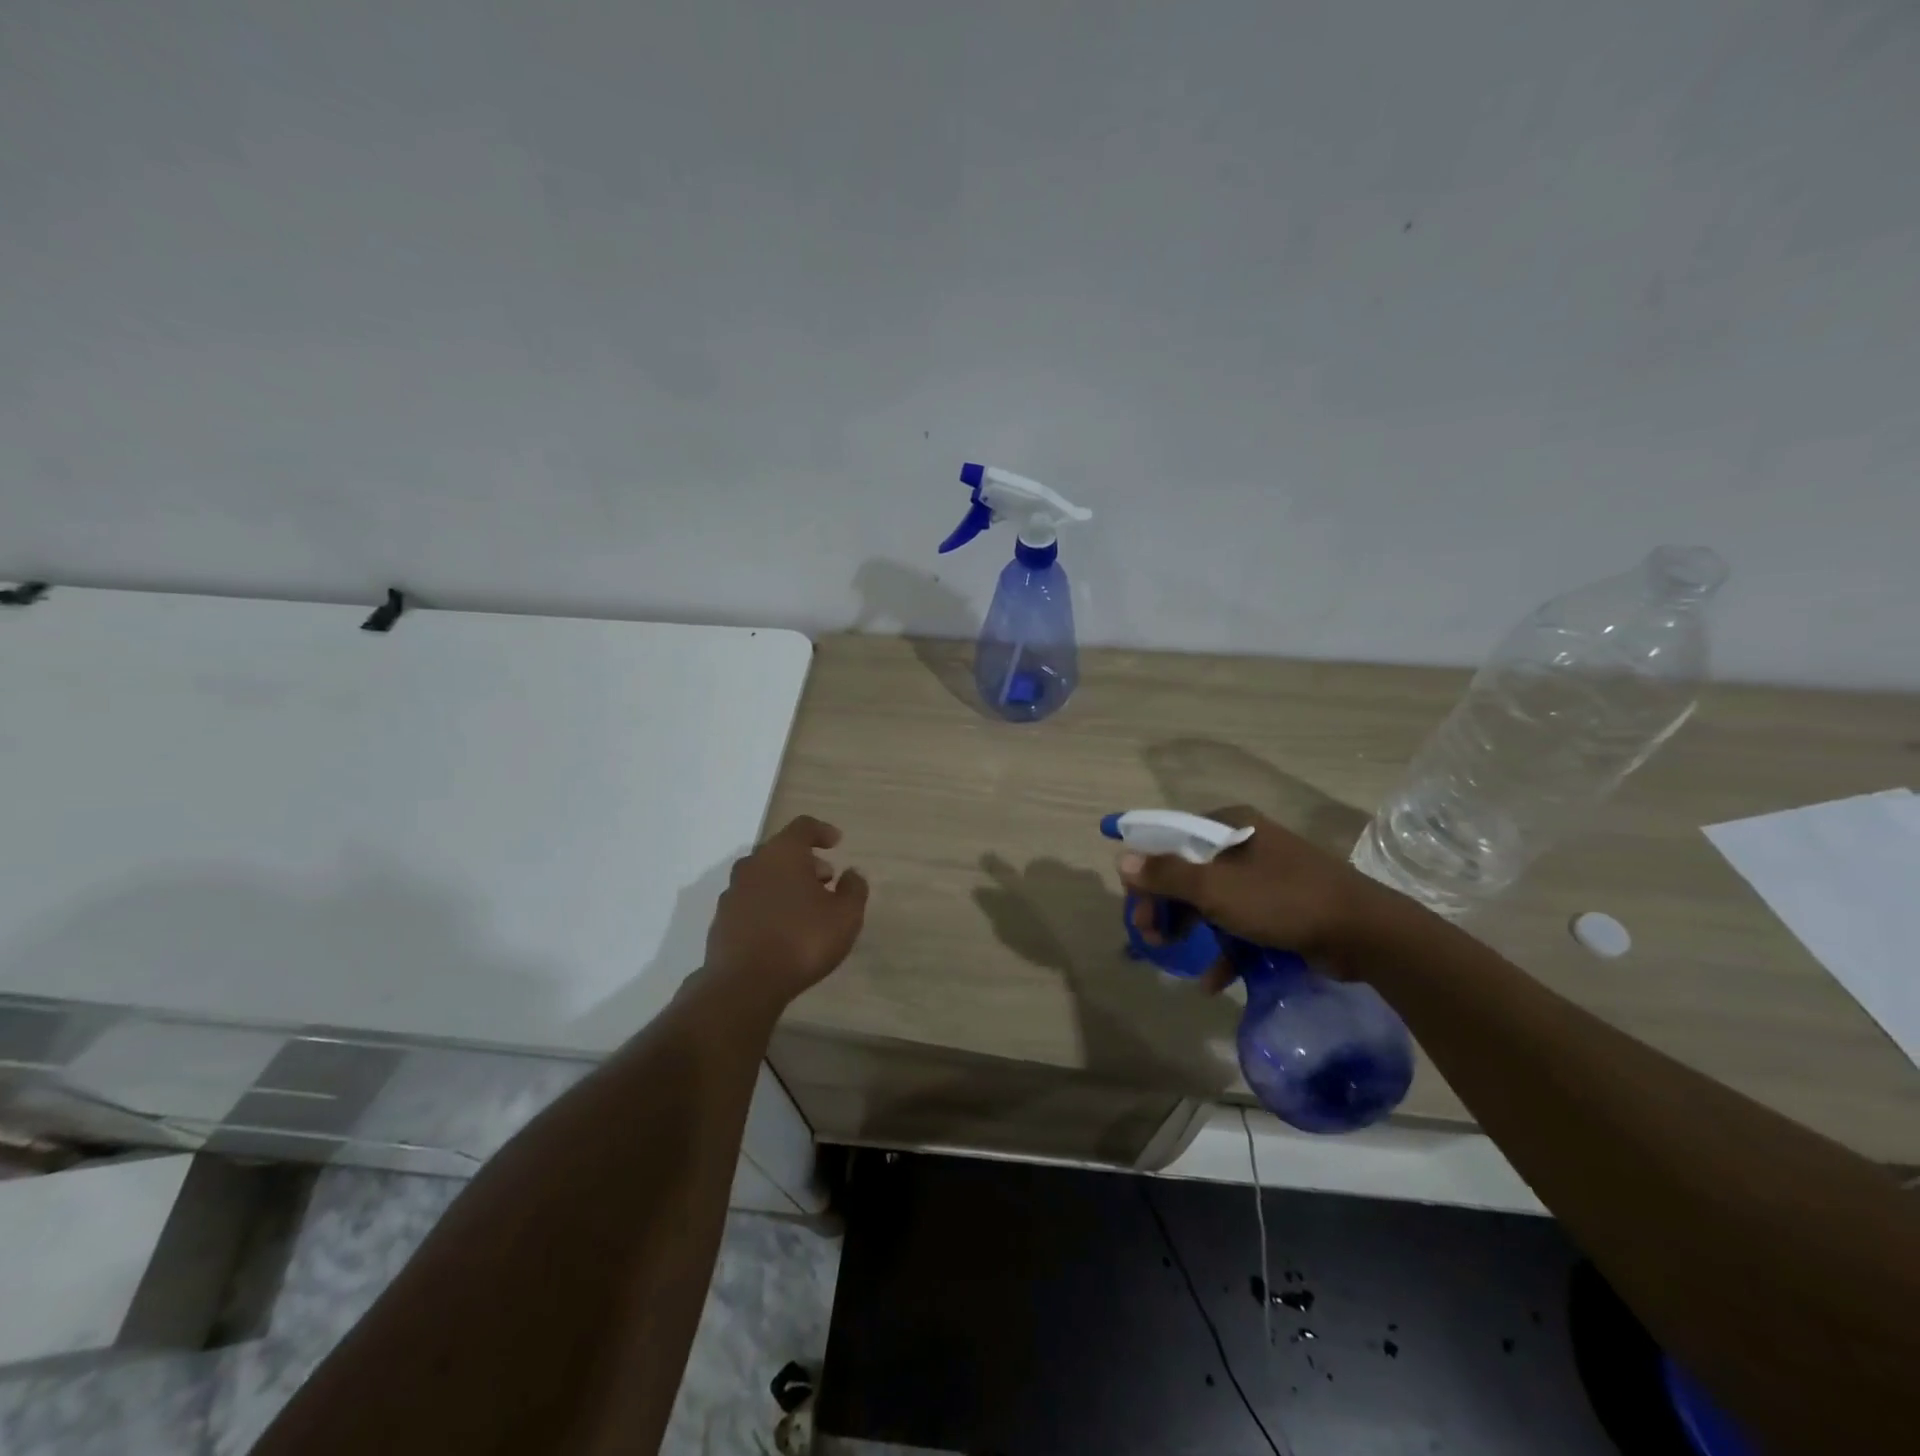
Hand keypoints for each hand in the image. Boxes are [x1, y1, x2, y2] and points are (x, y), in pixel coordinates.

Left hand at [702, 816, 869, 1011]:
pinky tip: (782, 928)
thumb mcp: (845, 916)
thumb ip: (854, 889)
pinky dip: (768, 905)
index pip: (803, 826)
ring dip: (785, 883)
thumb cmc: (802, 940)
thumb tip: (852, 874)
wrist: (743, 984)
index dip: (822, 831)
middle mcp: (753, 865)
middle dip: (805, 861)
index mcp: (782, 853)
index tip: (837, 842)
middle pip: (781, 851)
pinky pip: (750, 901)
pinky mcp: (721, 920)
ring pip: (763, 876)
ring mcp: (732, 892)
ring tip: (806, 907)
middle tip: (826, 879)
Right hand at [1117, 806, 1396, 981]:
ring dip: (1188, 927)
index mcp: (1229, 826)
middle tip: (1149, 934)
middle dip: (1164, 904)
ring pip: (1209, 899)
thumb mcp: (1217, 888)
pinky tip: (1212, 979)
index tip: (1132, 900)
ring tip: (1170, 954)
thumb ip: (1167, 874)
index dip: (1145, 867)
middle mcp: (1244, 844)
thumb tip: (1122, 859)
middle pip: (1187, 870)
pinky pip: (1237, 922)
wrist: (1366, 933)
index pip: (1170, 837)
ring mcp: (1263, 877)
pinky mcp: (1279, 908)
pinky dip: (1222, 947)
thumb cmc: (1284, 900)